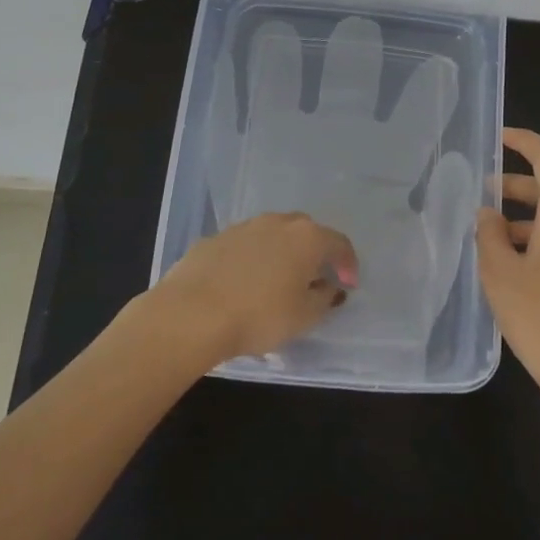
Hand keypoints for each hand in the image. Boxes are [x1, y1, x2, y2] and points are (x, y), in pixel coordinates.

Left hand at [151, 213, 359, 366]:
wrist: (191, 314)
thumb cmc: (259, 316)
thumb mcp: (304, 317)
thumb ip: (324, 298)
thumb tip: (327, 287)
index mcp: (307, 237)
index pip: (339, 243)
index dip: (348, 264)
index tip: (348, 285)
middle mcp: (278, 223)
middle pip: (306, 232)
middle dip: (314, 252)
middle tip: (314, 278)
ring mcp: (243, 227)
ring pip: (272, 235)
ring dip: (280, 254)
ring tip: (276, 282)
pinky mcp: (213, 239)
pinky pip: (243, 246)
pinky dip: (250, 260)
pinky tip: (242, 285)